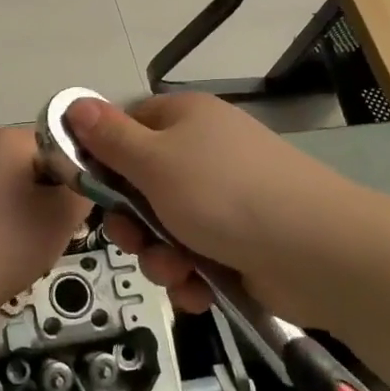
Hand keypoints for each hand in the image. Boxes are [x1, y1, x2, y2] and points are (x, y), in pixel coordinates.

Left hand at [0, 127, 90, 315]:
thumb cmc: (9, 242)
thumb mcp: (65, 214)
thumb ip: (87, 187)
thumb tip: (92, 178)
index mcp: (13, 138)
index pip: (68, 141)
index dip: (85, 171)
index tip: (93, 202)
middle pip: (46, 162)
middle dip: (62, 191)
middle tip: (73, 225)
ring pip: (27, 183)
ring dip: (42, 207)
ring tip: (47, 238)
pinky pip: (5, 199)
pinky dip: (19, 218)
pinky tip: (21, 245)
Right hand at [63, 93, 357, 323]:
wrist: (315, 250)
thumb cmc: (224, 194)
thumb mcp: (155, 162)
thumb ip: (109, 138)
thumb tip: (74, 102)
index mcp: (183, 119)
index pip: (126, 127)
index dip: (103, 158)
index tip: (87, 188)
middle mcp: (203, 152)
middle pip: (141, 184)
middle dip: (132, 221)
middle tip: (133, 239)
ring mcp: (224, 197)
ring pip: (164, 226)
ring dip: (160, 255)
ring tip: (177, 269)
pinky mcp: (240, 239)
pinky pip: (195, 254)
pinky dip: (190, 274)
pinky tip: (198, 288)